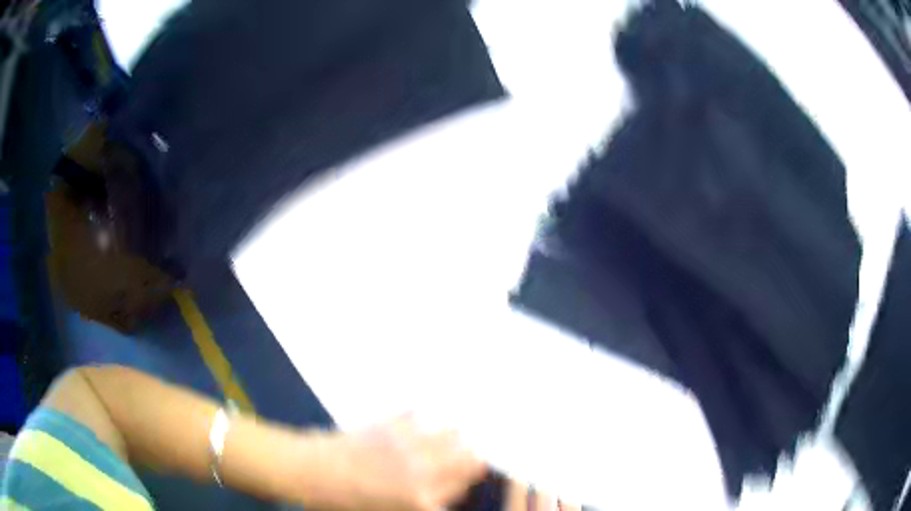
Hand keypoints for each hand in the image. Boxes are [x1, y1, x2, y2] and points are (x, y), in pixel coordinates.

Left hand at [322, 414, 486, 510]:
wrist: (307, 473)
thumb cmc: (344, 503)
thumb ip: (422, 504)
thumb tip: (441, 494)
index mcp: (421, 499)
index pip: (466, 487)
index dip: (466, 485)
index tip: (460, 482)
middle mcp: (422, 471)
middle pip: (471, 458)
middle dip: (470, 460)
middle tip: (459, 461)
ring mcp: (406, 444)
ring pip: (452, 431)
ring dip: (451, 436)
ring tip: (442, 438)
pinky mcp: (388, 423)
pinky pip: (416, 412)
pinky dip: (419, 417)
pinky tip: (413, 421)